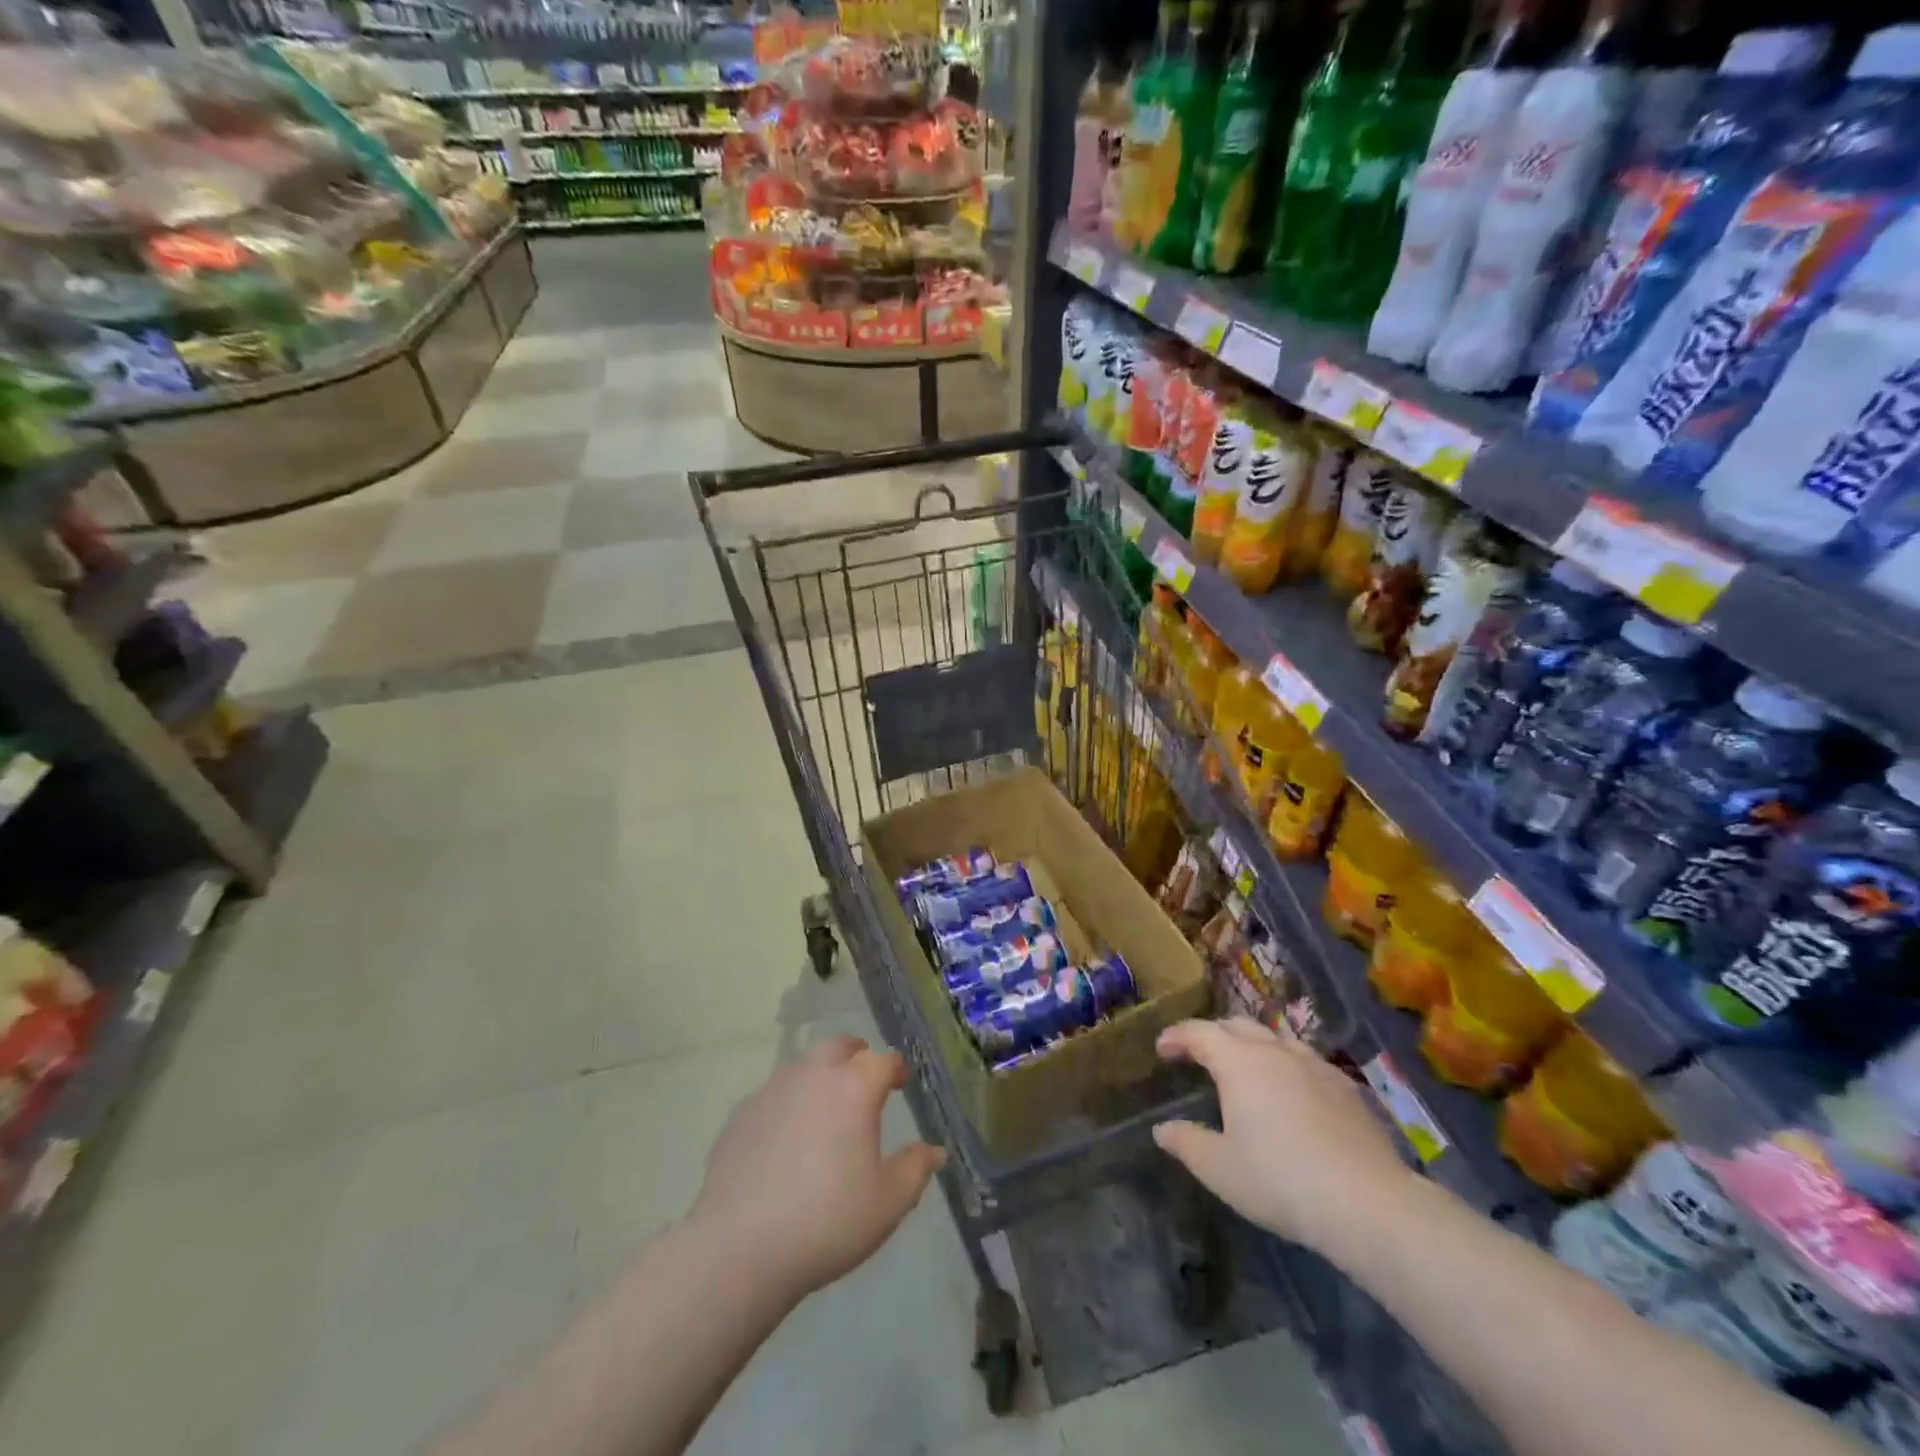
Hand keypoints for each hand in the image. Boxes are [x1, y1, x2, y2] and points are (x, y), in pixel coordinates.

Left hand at [688, 1034, 945, 1305]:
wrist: (738, 1248)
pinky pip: (774, 1095)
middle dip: (856, 1055)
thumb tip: (934, 1150)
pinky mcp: (741, 1114)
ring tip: (826, 1109)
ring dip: (820, 1076)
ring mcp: (772, 1090)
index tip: (901, 1081)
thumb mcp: (887, 1203)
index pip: (882, 1060)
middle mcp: (813, 1075)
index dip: (895, 1068)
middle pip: (839, 1047)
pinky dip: (788, 1104)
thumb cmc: (827, 1221)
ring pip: (803, 1066)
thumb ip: (915, 1169)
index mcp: (854, 1087)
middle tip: (864, 1078)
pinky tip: (786, 1139)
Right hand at [1153, 1018, 1413, 1254]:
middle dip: (1213, 1034)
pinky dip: (1287, 1065)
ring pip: (1275, 1038)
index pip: (1199, 1033)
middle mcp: (1275, 1051)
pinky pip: (1306, 1061)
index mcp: (1238, 1062)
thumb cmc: (1280, 1181)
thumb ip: (1187, 1143)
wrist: (1368, 1203)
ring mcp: (1315, 1065)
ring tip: (1246, 1067)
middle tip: (1199, 1054)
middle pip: (1237, 1026)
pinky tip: (1292, 1091)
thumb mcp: (1220, 1169)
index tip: (1162, 1048)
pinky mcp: (1346, 1087)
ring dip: (1252, 1045)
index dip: (1176, 1036)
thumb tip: (1162, 1129)